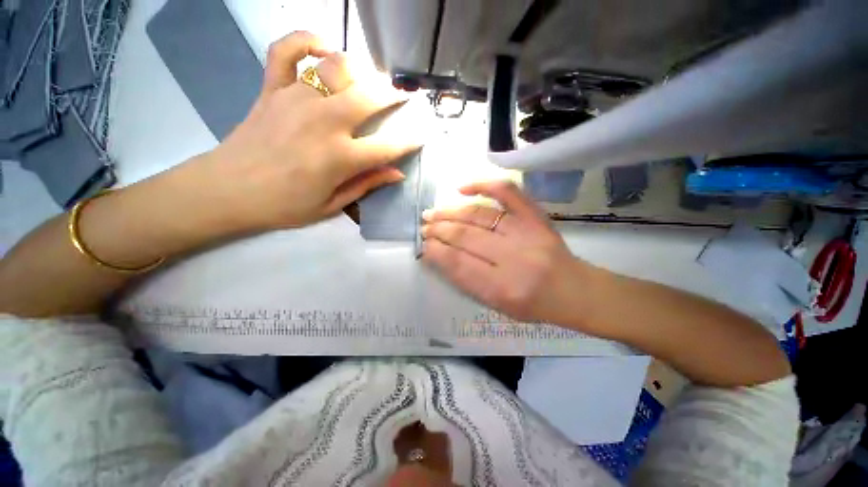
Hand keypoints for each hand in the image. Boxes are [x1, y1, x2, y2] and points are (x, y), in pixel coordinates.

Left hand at [203, 31, 417, 230]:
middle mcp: (323, 122)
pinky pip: (287, 49)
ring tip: (367, 80)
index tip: (420, 137)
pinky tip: (324, 49)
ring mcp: (296, 99)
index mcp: (340, 157)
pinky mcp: (272, 88)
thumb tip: (396, 173)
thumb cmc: (284, 205)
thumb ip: (366, 185)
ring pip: (337, 67)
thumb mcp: (332, 205)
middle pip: (369, 96)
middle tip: (402, 96)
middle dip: (393, 94)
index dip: (409, 142)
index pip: (387, 146)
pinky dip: (307, 40)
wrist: (227, 190)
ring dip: (359, 70)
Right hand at [421, 181, 589, 326]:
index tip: (424, 245)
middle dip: (439, 230)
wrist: (575, 290)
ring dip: (450, 212)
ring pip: (479, 215)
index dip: (436, 252)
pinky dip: (483, 185)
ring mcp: (526, 232)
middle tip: (424, 227)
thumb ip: (467, 282)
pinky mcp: (535, 216)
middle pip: (466, 236)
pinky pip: (508, 192)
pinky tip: (462, 188)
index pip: (459, 264)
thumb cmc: (533, 305)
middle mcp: (514, 258)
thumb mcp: (496, 305)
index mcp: (503, 289)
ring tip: (433, 213)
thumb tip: (439, 255)